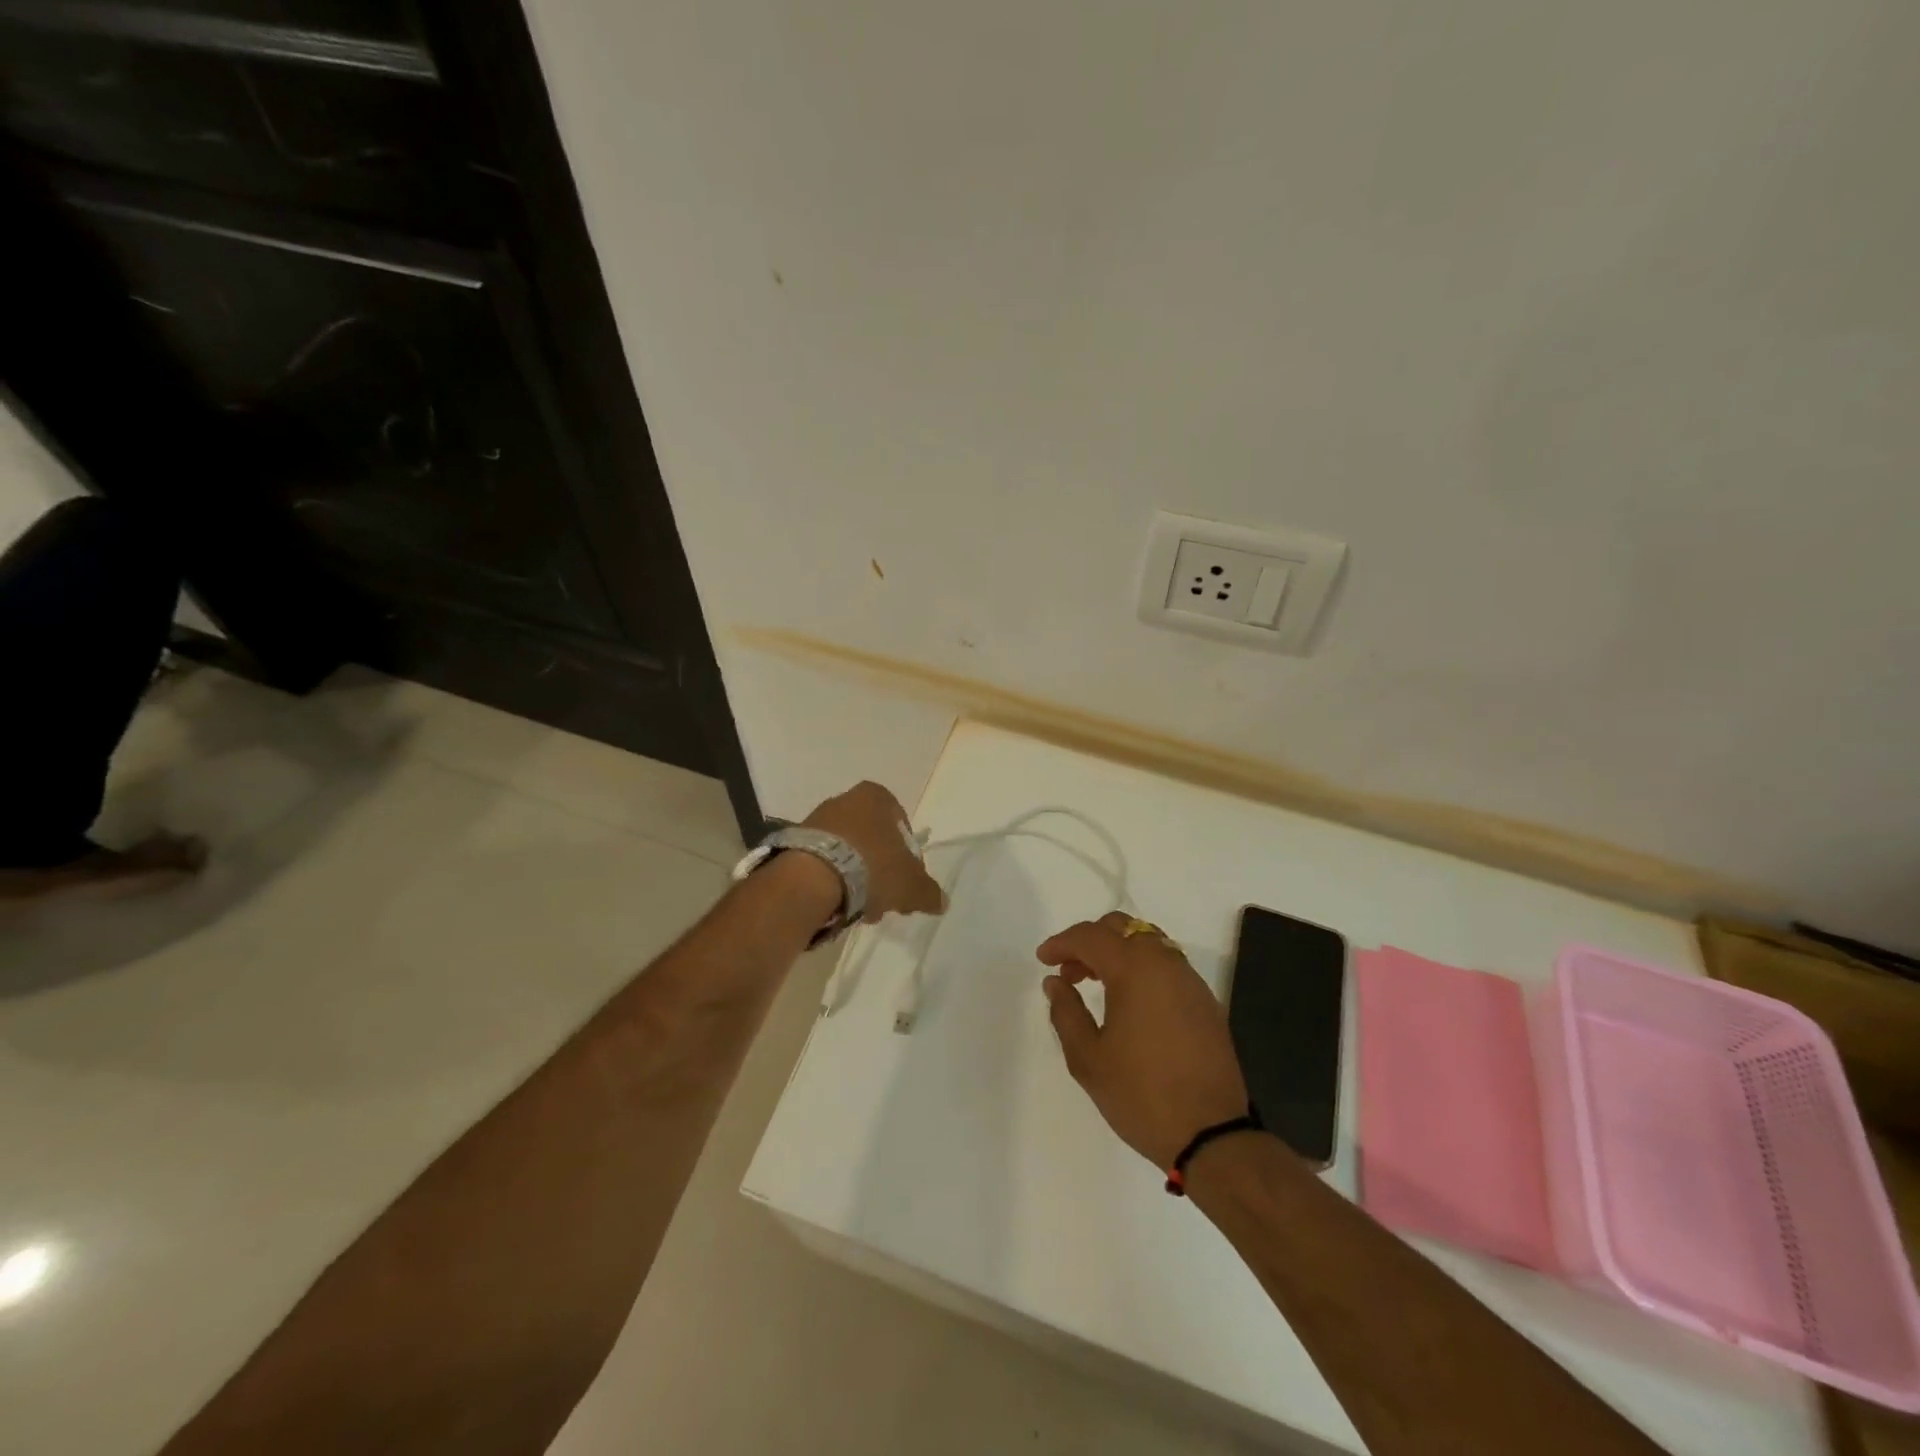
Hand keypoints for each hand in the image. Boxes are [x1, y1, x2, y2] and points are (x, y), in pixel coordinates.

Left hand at [803, 781, 945, 920]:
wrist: (812, 878)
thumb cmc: (872, 868)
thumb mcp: (911, 885)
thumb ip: (929, 892)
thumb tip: (942, 901)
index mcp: (877, 797)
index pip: (900, 822)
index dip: (907, 853)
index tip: (905, 878)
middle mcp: (845, 799)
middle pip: (872, 838)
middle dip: (880, 868)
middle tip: (884, 897)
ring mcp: (817, 818)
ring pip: (847, 850)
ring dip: (856, 876)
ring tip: (859, 907)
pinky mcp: (794, 841)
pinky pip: (822, 860)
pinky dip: (831, 879)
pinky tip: (836, 903)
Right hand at [1037, 912, 1247, 1169]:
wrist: (1212, 1135)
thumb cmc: (1141, 1094)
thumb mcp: (1088, 1058)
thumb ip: (1066, 1012)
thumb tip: (1055, 982)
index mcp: (1135, 969)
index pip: (1090, 936)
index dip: (1062, 943)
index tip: (1043, 960)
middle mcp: (1165, 963)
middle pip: (1122, 927)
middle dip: (1090, 941)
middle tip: (1069, 971)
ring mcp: (1190, 981)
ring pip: (1148, 942)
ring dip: (1118, 952)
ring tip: (1096, 984)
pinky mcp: (1206, 1001)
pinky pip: (1167, 965)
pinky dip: (1142, 968)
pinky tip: (1130, 1001)